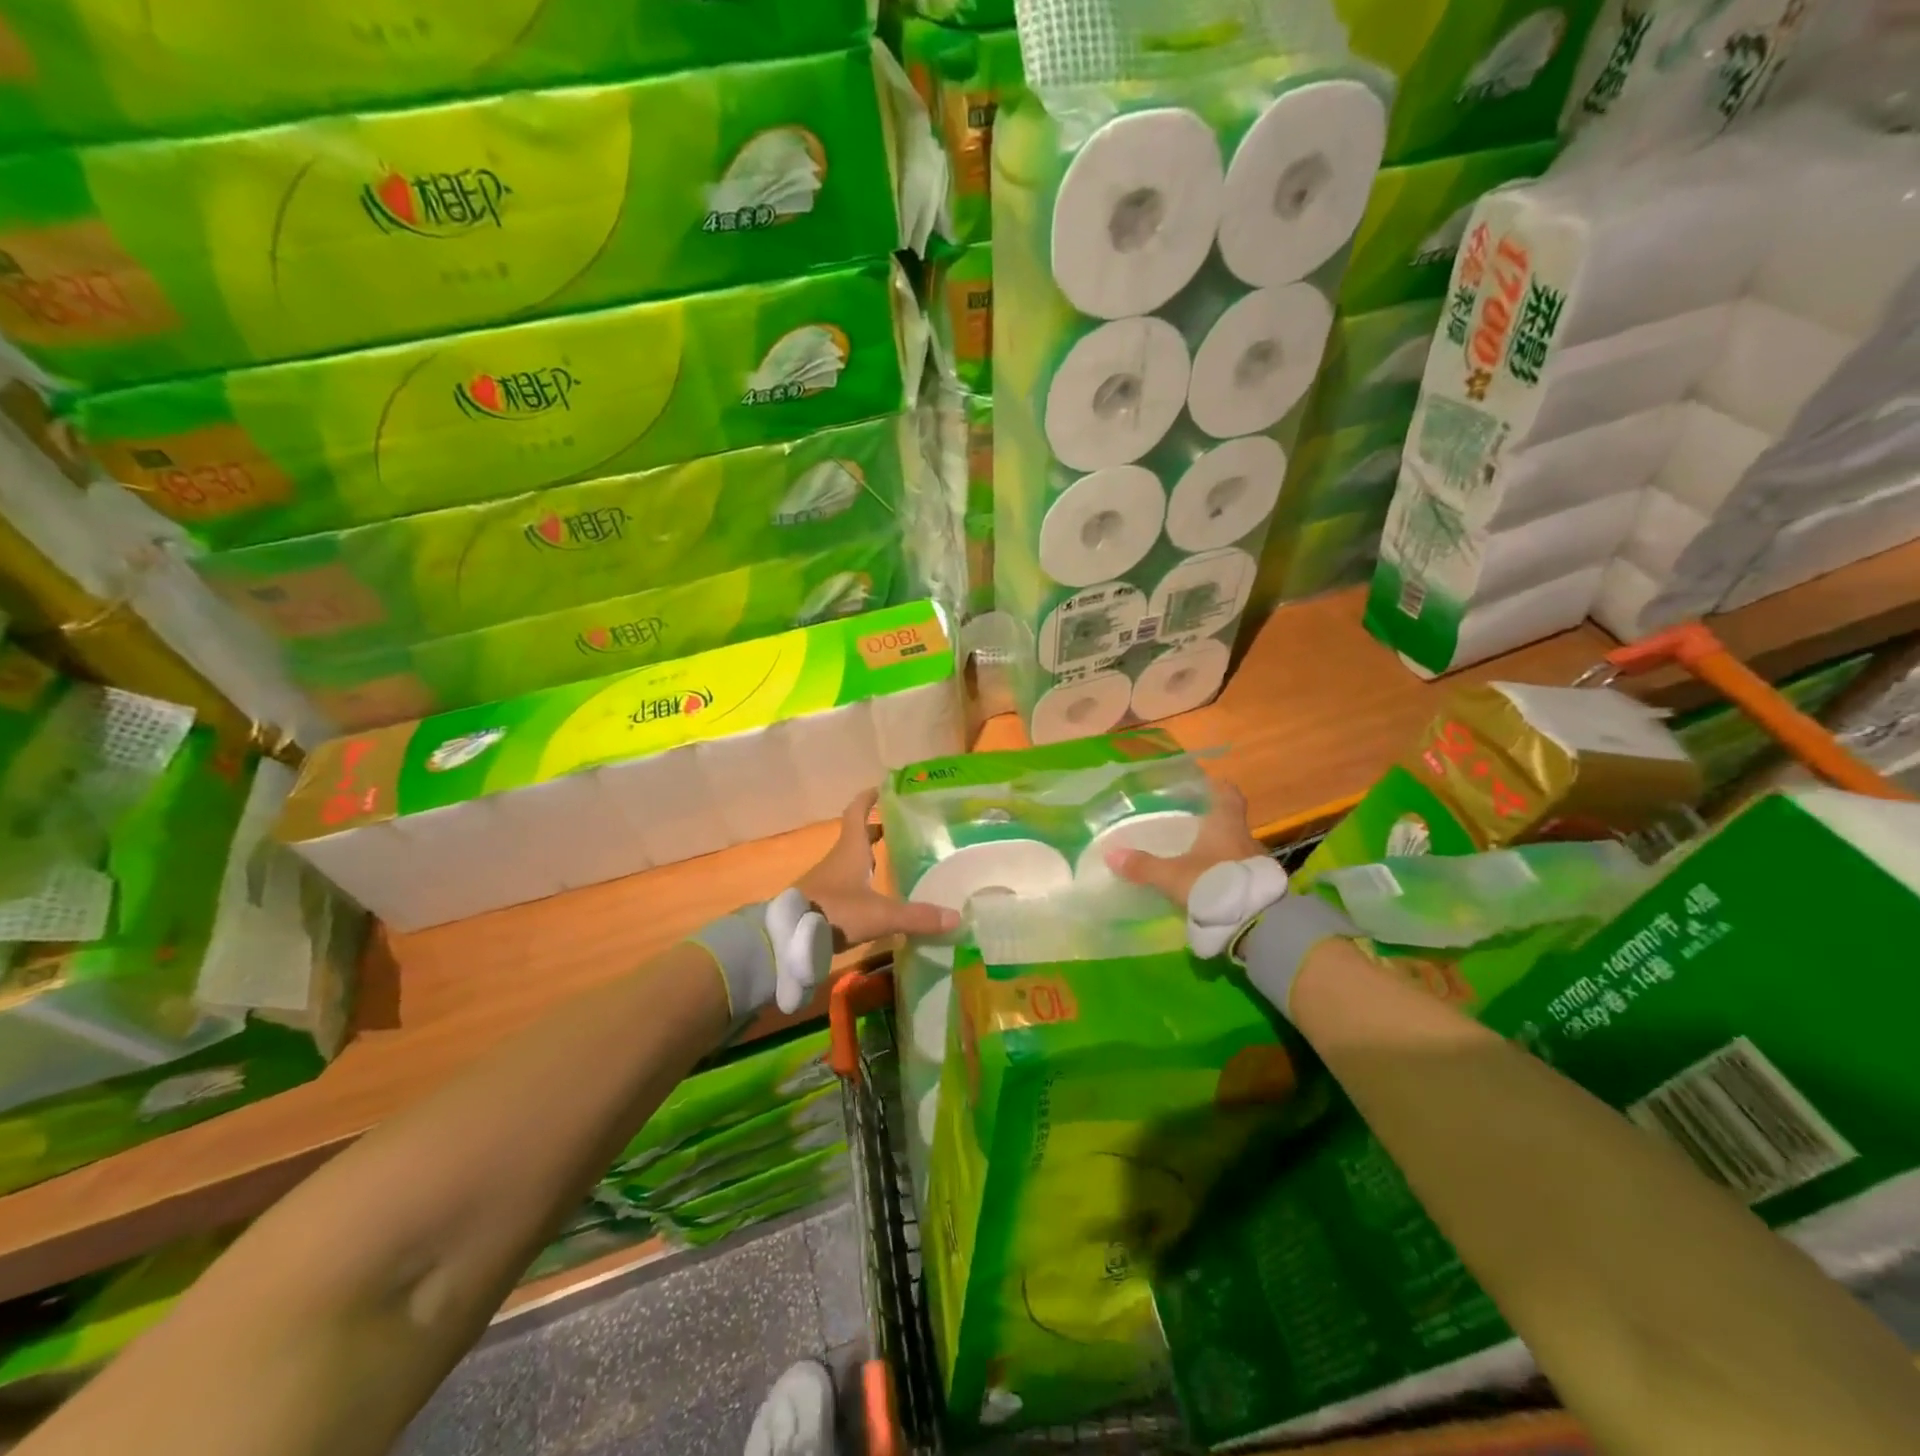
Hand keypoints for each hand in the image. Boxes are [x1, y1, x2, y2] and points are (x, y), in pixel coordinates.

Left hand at [797, 790, 960, 949]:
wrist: (788, 937)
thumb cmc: (836, 911)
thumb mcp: (881, 915)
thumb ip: (917, 916)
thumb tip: (955, 917)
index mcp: (850, 850)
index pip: (857, 814)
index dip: (868, 800)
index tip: (881, 789)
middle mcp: (837, 860)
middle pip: (855, 837)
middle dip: (875, 831)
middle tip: (896, 829)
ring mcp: (825, 881)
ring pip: (849, 861)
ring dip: (866, 857)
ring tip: (888, 862)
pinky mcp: (819, 901)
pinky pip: (842, 884)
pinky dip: (858, 882)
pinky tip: (871, 897)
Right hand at [1107, 781, 1264, 909]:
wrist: (1255, 922)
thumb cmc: (1213, 884)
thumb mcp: (1172, 876)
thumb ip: (1143, 866)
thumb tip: (1111, 854)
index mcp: (1226, 826)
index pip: (1229, 796)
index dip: (1220, 788)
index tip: (1211, 784)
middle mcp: (1246, 839)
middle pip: (1232, 825)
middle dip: (1215, 827)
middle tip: (1194, 830)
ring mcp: (1258, 865)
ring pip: (1238, 852)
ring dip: (1222, 855)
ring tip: (1201, 862)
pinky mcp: (1262, 889)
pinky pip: (1243, 875)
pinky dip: (1229, 877)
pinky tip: (1214, 888)